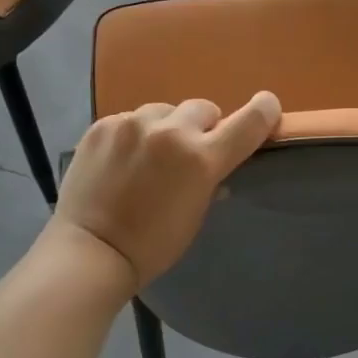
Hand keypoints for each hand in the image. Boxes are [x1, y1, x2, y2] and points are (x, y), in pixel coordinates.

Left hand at [53, 92, 282, 288]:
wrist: (91, 250)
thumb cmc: (152, 246)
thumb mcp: (195, 216)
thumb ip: (210, 181)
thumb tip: (214, 169)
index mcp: (200, 158)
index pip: (248, 122)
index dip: (263, 111)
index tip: (267, 107)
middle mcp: (170, 131)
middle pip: (203, 108)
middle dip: (202, 128)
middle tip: (188, 154)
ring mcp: (132, 124)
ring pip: (164, 111)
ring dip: (165, 128)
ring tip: (148, 158)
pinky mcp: (102, 124)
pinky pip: (130, 119)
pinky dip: (134, 135)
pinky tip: (122, 161)